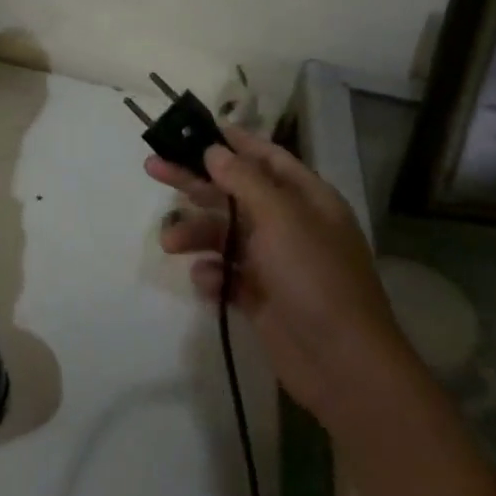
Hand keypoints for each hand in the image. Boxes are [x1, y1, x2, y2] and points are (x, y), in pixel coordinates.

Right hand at [150, 127, 495, 495]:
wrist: (343, 366)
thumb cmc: (315, 278)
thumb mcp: (281, 218)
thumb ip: (243, 179)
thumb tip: (214, 150)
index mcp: (306, 198)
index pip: (265, 157)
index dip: (231, 141)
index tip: (192, 129)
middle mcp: (289, 224)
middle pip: (234, 191)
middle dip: (195, 181)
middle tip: (152, 166)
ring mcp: (274, 262)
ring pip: (224, 233)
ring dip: (196, 233)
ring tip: (169, 242)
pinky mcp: (261, 297)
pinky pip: (226, 273)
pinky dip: (212, 273)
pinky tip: (206, 281)